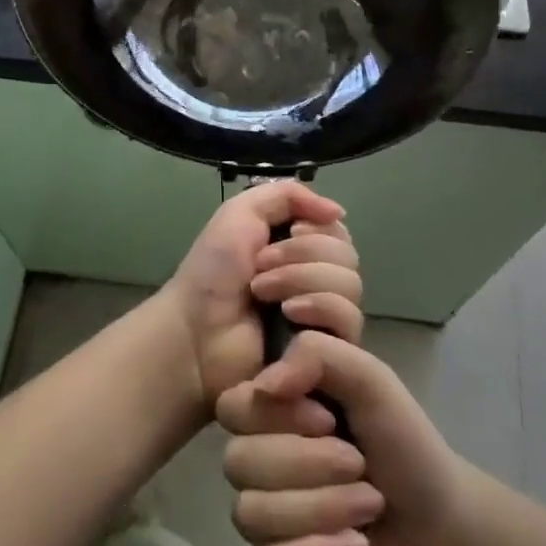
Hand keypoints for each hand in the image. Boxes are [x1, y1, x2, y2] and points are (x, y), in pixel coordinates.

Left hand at [160, 182, 364, 418]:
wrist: (195, 329)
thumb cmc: (212, 271)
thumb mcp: (242, 212)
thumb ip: (288, 195)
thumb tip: (338, 210)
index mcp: (299, 248)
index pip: (337, 230)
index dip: (315, 229)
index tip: (287, 232)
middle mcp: (317, 279)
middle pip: (347, 255)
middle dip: (301, 254)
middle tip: (260, 265)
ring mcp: (324, 317)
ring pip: (350, 284)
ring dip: (301, 279)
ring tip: (263, 292)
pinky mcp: (328, 349)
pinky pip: (349, 319)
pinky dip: (319, 307)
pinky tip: (289, 314)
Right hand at [216, 331, 485, 545]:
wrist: (447, 534)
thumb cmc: (405, 446)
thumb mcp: (372, 379)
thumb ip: (318, 354)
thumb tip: (263, 385)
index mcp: (277, 410)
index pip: (233, 405)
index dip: (277, 416)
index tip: (327, 419)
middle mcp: (261, 458)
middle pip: (238, 461)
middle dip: (309, 465)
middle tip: (359, 466)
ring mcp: (265, 516)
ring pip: (250, 513)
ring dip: (321, 509)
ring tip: (369, 507)